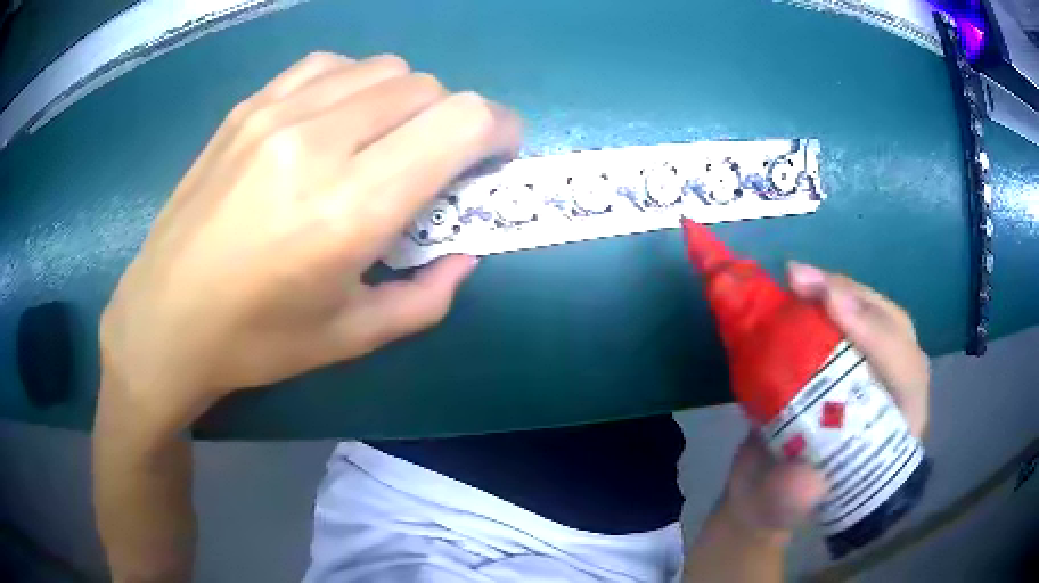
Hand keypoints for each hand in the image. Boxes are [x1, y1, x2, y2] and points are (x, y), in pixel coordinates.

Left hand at [98, 52, 520, 432]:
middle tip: (435, 163)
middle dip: (453, 120)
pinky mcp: (249, 105)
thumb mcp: (352, 338)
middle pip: (429, 88)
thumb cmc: (256, 341)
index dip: (499, 129)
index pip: (462, 121)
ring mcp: (277, 113)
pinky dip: (355, 84)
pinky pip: (330, 65)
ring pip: (384, 68)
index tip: (497, 154)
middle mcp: (318, 142)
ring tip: (384, 141)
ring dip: (406, 101)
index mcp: (351, 208)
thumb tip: (466, 253)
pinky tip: (336, 121)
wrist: (164, 317)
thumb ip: (427, 296)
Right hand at [718, 263, 929, 538]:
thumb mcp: (778, 509)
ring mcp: (874, 372)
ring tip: (797, 277)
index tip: (832, 306)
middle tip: (806, 282)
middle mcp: (894, 396)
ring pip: (876, 315)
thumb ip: (792, 500)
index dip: (879, 337)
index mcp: (894, 436)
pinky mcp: (850, 357)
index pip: (907, 376)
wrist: (761, 489)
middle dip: (858, 301)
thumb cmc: (776, 503)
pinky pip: (848, 316)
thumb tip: (808, 477)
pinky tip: (797, 285)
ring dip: (839, 289)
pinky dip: (823, 295)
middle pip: (896, 332)